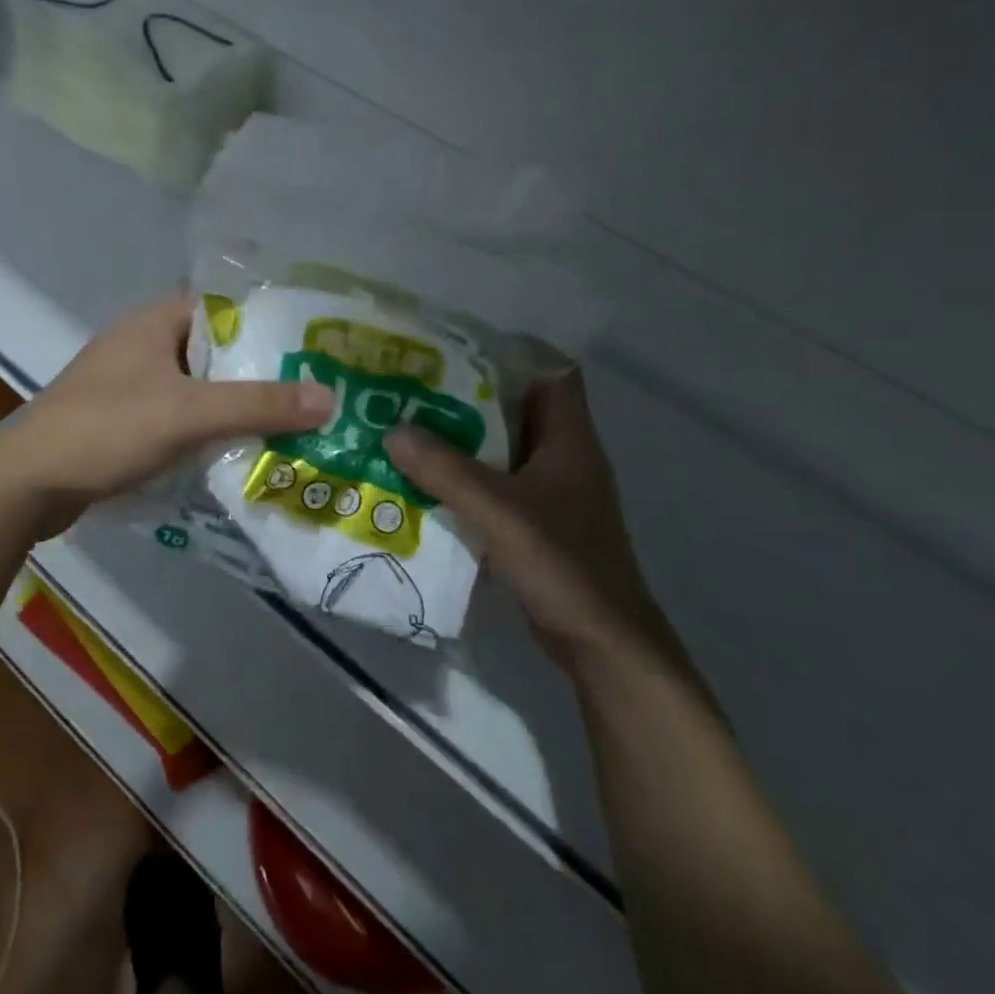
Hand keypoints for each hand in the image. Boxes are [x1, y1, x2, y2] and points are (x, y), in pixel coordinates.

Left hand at [0, 294, 333, 536]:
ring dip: (233, 405)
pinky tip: (238, 452)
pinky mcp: (122, 421)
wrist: (26, 484)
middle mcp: (142, 344)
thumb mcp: (188, 413)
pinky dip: (205, 430)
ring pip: (197, 387)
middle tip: (311, 391)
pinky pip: (177, 417)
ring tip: (288, 424)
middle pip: (215, 351)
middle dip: (258, 371)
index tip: (310, 344)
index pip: (223, 306)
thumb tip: (330, 397)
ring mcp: (128, 384)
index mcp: (155, 322)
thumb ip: (258, 404)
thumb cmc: (107, 429)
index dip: (267, 322)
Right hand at [385, 370, 673, 664]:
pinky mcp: (538, 524)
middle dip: (468, 396)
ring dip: (462, 440)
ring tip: (410, 427)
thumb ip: (446, 469)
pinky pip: (496, 485)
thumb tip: (392, 430)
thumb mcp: (499, 510)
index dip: (510, 354)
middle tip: (416, 387)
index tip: (456, 348)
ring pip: (502, 449)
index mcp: (570, 439)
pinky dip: (465, 479)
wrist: (602, 644)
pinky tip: (425, 481)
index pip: (550, 372)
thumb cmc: (562, 564)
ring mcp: (552, 493)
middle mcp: (563, 457)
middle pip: (517, 409)